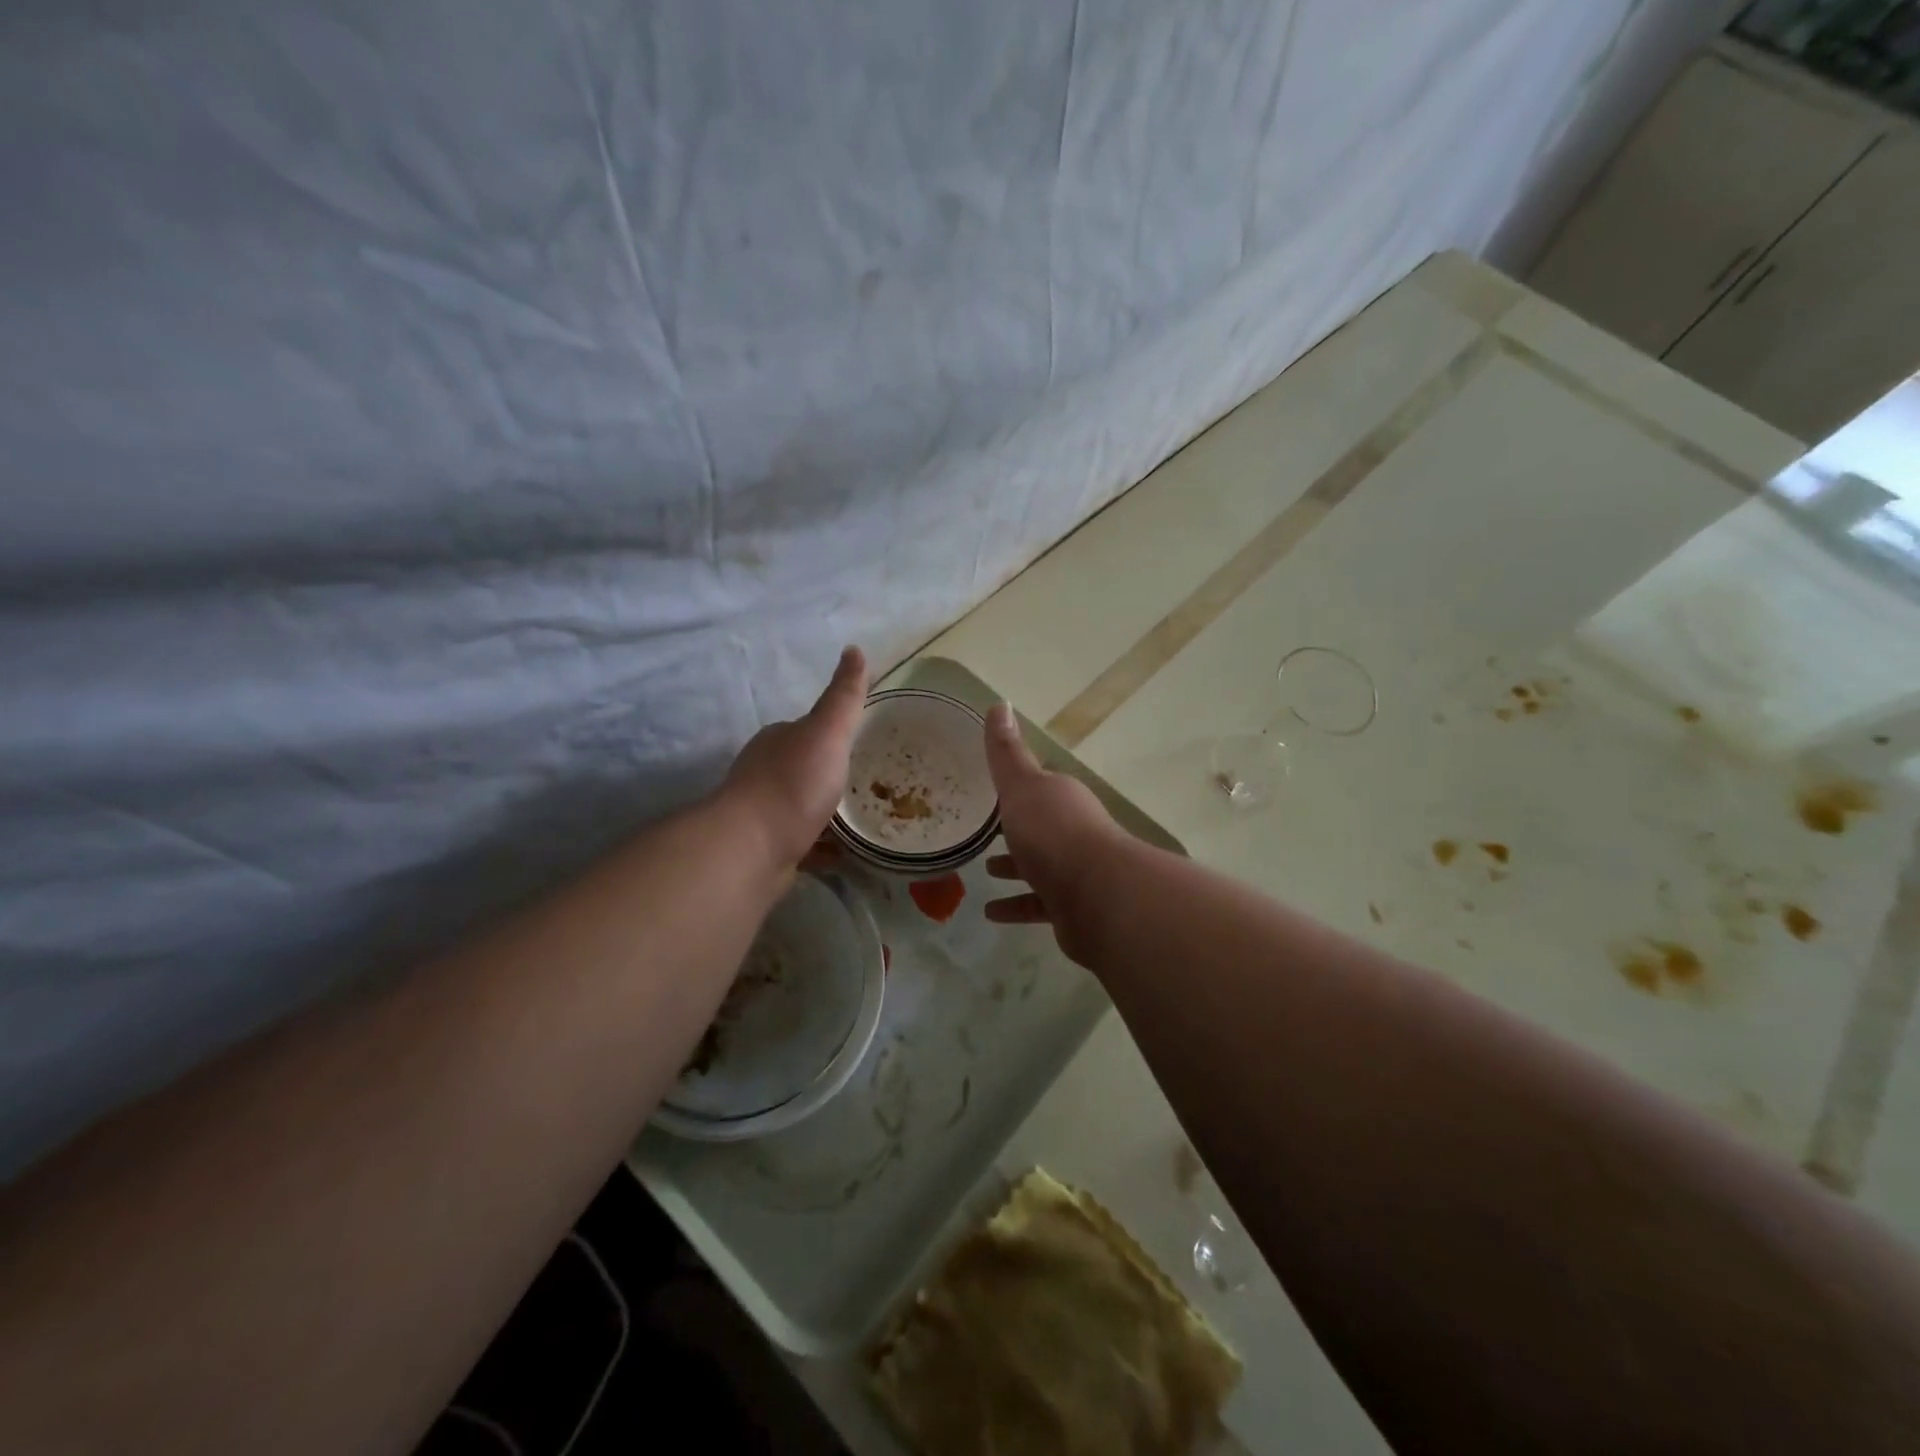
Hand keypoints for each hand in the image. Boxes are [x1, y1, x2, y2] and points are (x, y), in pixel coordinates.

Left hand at [723, 647, 868, 871]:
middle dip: (828, 774)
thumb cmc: (793, 784)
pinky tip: (843, 854)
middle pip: (802, 768)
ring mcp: (762, 814)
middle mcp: (764, 773)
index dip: (831, 733)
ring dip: (825, 811)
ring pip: (801, 807)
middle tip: (866, 783)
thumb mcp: (827, 731)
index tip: (857, 742)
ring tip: (862, 819)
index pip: (805, 729)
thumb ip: (844, 696)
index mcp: (777, 741)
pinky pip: (802, 843)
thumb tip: (855, 649)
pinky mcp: (766, 849)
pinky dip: (821, 846)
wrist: (751, 849)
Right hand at [981, 702, 1124, 966]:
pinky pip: (1037, 904)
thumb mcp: (1022, 786)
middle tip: (983, 834)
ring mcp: (1075, 871)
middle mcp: (1073, 831)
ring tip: (984, 872)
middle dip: (1015, 829)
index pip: (1039, 787)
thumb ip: (1007, 753)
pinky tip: (990, 913)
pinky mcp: (1072, 907)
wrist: (1098, 896)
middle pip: (1040, 827)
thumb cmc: (1054, 833)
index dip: (1017, 787)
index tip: (991, 789)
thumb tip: (999, 703)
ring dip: (1014, 867)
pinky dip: (1015, 906)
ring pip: (1039, 866)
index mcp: (1062, 798)